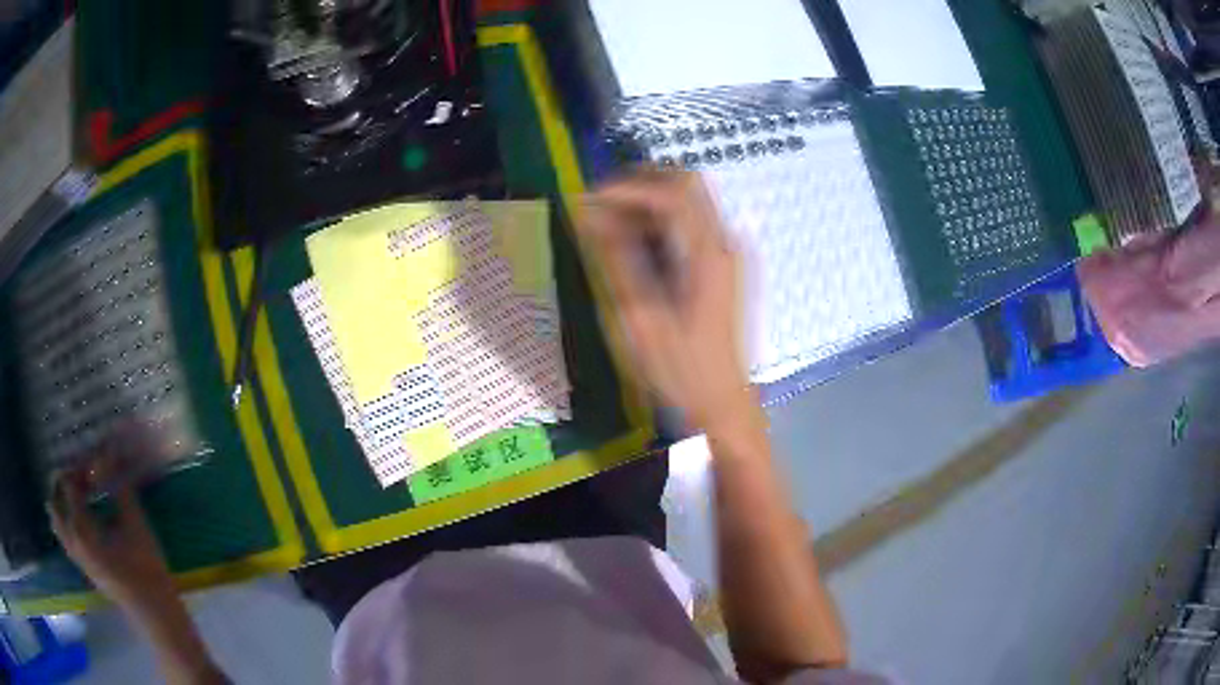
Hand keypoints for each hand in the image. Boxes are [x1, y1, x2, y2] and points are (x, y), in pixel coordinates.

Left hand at [49, 449, 176, 616]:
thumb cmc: (145, 568)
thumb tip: (111, 456)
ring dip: (60, 503)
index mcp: (81, 528)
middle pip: (55, 502)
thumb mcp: (135, 524)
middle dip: (62, 483)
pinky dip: (64, 521)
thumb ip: (119, 488)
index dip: (78, 468)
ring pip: (57, 523)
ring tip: (71, 492)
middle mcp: (73, 540)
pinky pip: (64, 538)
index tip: (92, 461)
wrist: (154, 612)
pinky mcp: (84, 567)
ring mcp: (77, 557)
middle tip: (77, 473)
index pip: (69, 485)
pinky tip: (76, 518)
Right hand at [580, 171, 761, 434]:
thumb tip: (590, 214)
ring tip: (609, 226)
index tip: (590, 199)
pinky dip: (661, 222)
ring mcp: (729, 254)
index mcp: (708, 254)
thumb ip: (615, 259)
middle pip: (687, 184)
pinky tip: (635, 245)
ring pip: (690, 201)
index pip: (673, 192)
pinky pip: (693, 225)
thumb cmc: (680, 370)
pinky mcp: (725, 266)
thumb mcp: (638, 317)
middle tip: (600, 205)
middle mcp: (725, 244)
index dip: (628, 187)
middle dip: (641, 184)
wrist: (723, 403)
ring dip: (649, 202)